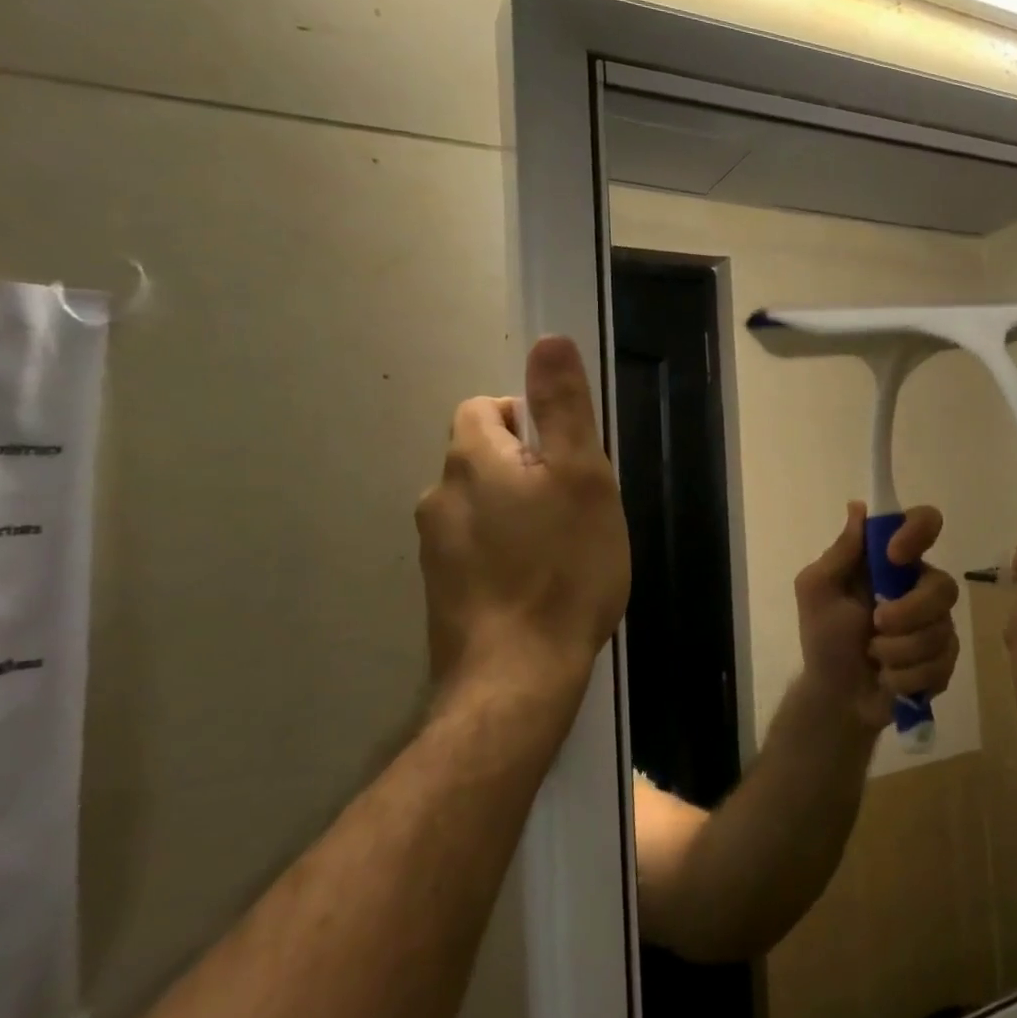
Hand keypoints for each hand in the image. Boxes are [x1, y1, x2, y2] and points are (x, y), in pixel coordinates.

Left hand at [415, 336, 630, 719]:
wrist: (517, 677)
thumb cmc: (563, 568)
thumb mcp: (582, 477)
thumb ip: (563, 408)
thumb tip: (548, 340)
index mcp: (471, 460)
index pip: (486, 408)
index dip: (529, 422)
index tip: (567, 462)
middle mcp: (439, 496)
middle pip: (484, 457)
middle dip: (529, 470)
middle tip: (576, 509)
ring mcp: (435, 549)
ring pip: (482, 505)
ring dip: (518, 512)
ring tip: (561, 550)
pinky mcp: (442, 592)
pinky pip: (477, 548)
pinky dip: (505, 552)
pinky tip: (538, 585)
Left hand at [793, 502, 959, 732]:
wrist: (836, 697)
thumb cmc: (824, 638)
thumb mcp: (817, 590)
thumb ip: (840, 552)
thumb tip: (858, 507)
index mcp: (891, 563)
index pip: (924, 523)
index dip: (918, 532)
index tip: (894, 555)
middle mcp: (919, 586)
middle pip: (943, 585)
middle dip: (908, 613)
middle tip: (876, 625)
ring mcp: (936, 623)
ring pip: (941, 629)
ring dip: (899, 651)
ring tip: (875, 657)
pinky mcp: (944, 659)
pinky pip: (942, 662)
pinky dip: (907, 675)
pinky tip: (889, 678)